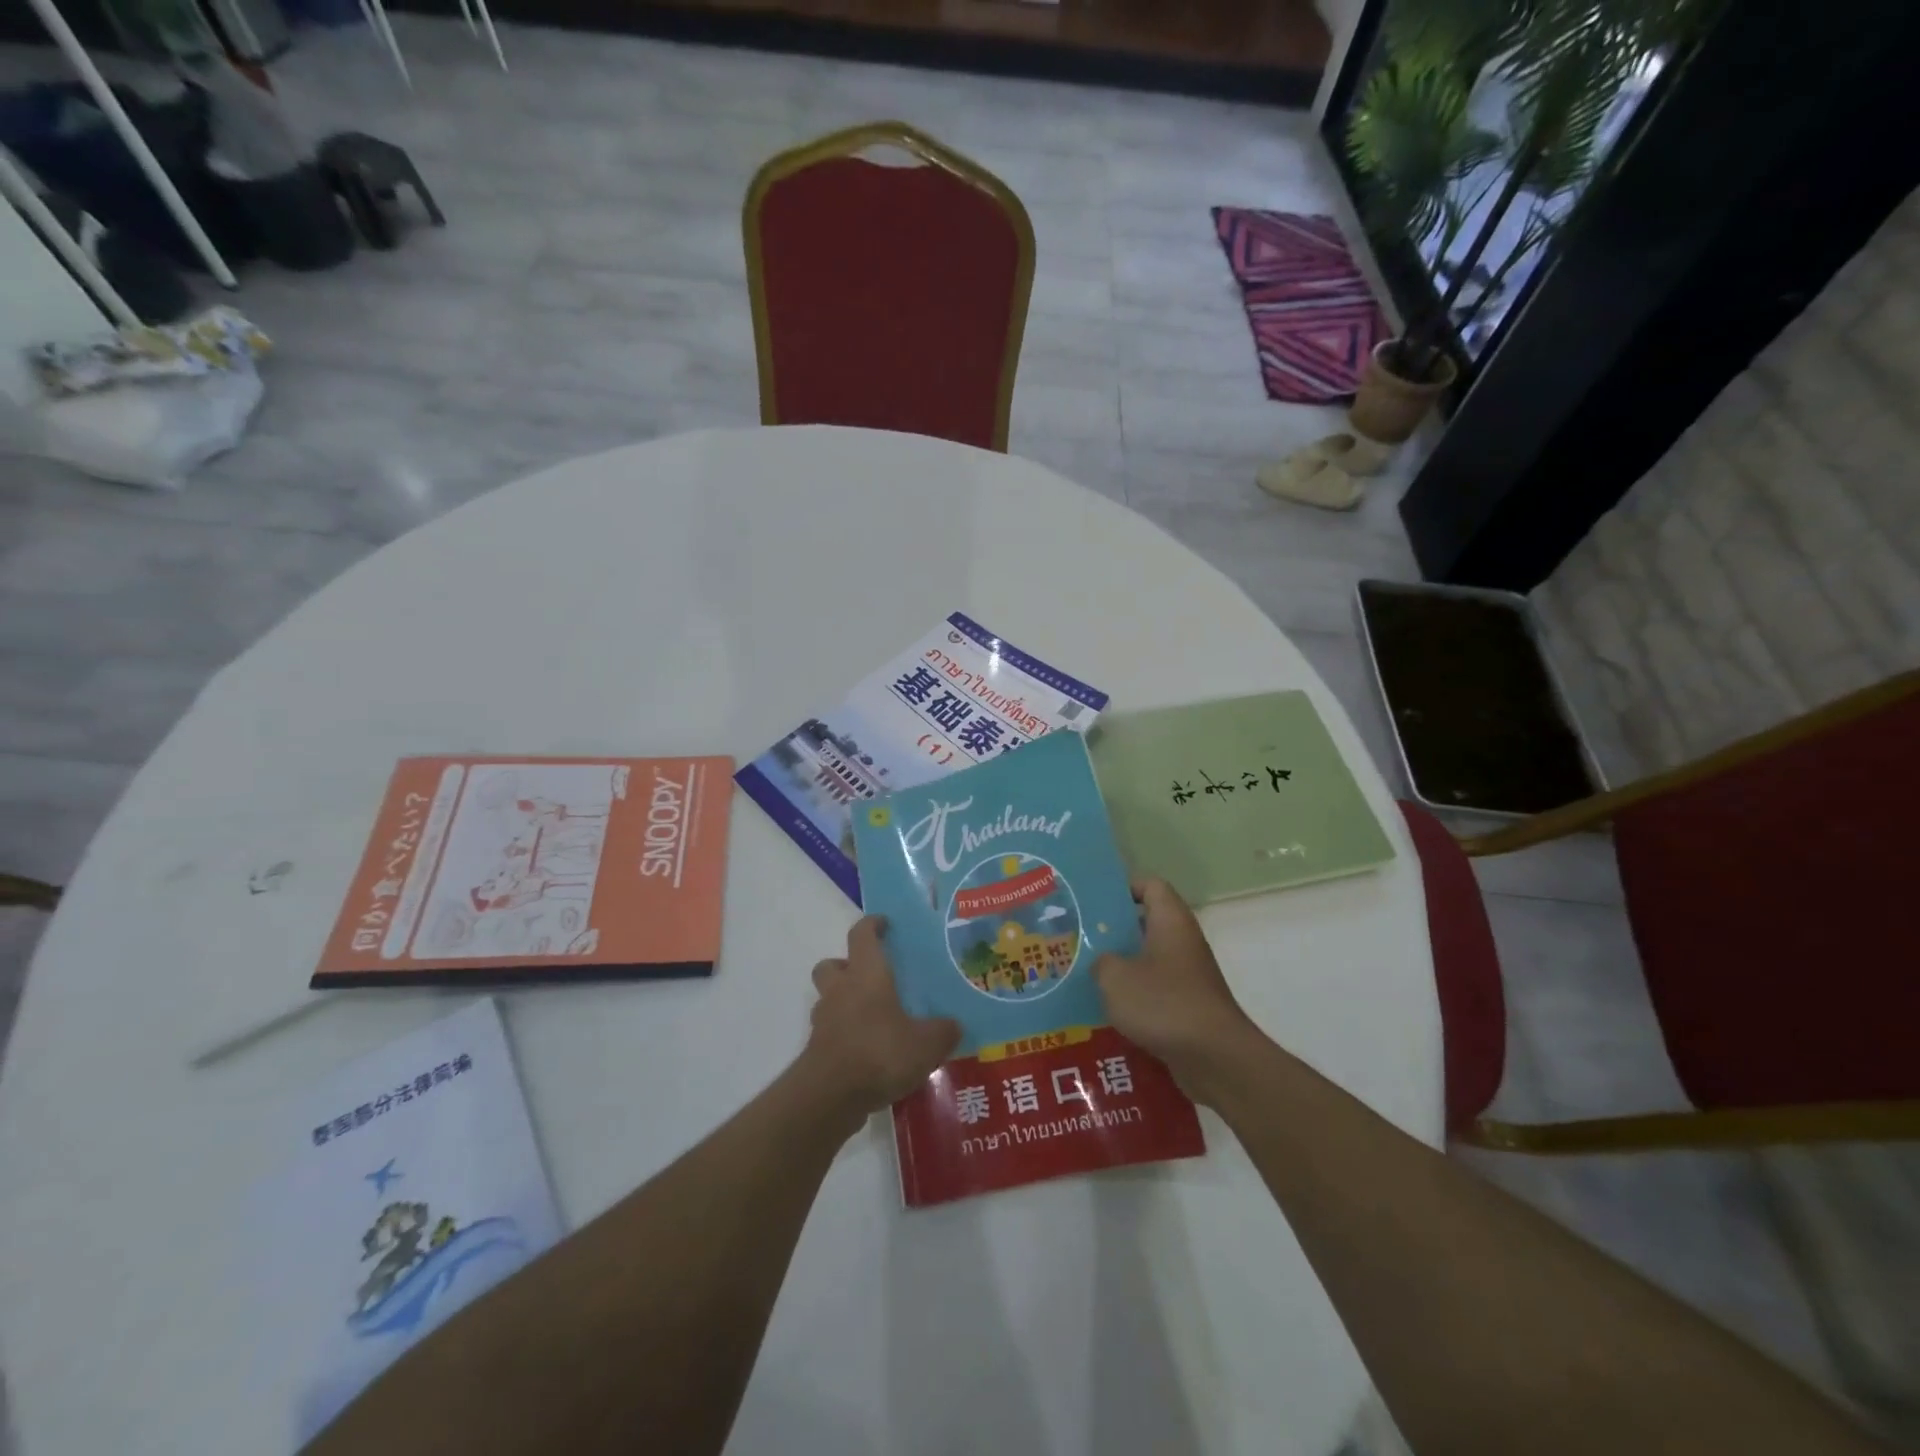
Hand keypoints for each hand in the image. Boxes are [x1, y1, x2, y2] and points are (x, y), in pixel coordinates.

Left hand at [799, 916, 960, 1129]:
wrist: (830, 1096)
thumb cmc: (880, 1052)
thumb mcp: (926, 1043)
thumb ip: (943, 1031)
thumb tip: (954, 1026)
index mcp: (867, 974)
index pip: (862, 935)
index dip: (872, 925)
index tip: (884, 924)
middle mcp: (841, 990)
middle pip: (832, 964)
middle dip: (847, 965)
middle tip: (871, 977)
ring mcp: (824, 1021)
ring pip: (829, 999)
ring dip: (844, 1003)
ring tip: (874, 1020)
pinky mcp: (817, 1051)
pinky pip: (831, 1032)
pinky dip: (845, 1036)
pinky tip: (869, 1054)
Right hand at [1093, 879, 1263, 1105]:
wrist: (1216, 1058)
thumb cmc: (1165, 1004)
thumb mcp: (1116, 978)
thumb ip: (1101, 962)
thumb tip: (1102, 963)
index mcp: (1170, 921)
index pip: (1150, 885)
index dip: (1122, 887)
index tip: (1092, 901)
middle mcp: (1182, 942)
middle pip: (1145, 923)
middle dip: (1111, 930)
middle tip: (1076, 937)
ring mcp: (1187, 975)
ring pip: (1147, 959)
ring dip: (1120, 967)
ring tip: (1083, 974)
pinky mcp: (1187, 1006)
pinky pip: (1154, 991)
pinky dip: (1133, 997)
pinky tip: (1105, 1010)